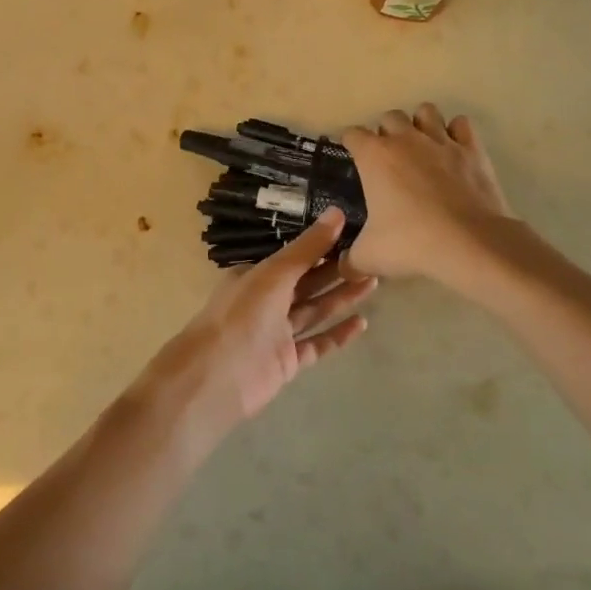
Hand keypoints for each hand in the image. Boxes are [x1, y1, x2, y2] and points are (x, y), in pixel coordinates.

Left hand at [140, 209, 375, 440]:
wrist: (216, 377)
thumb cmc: (242, 315)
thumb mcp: (274, 273)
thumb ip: (307, 248)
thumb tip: (337, 212)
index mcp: (257, 275)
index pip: (296, 257)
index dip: (323, 246)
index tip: (354, 234)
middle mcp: (267, 301)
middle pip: (308, 283)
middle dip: (337, 271)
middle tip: (373, 258)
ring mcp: (277, 333)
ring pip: (315, 310)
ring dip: (342, 298)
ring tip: (374, 282)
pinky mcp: (288, 361)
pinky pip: (317, 343)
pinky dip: (338, 334)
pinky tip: (362, 323)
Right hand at [342, 104, 513, 285]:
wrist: (469, 243)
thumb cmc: (411, 243)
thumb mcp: (370, 257)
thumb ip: (350, 260)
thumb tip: (342, 267)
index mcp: (374, 156)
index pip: (352, 134)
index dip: (350, 143)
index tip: (352, 156)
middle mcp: (405, 139)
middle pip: (389, 116)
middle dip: (386, 131)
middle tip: (388, 157)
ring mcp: (441, 140)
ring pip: (426, 111)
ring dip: (420, 123)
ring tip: (421, 145)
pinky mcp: (471, 149)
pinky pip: (461, 125)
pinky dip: (456, 132)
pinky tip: (453, 150)